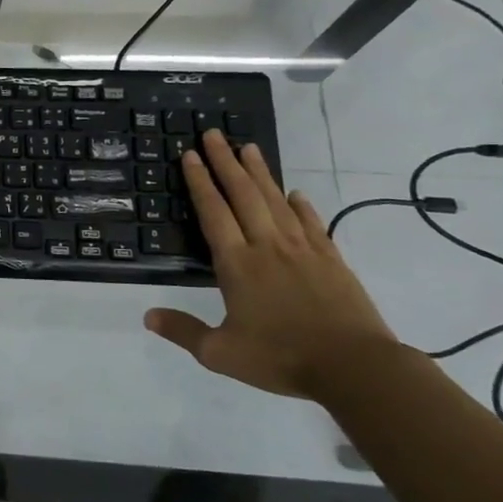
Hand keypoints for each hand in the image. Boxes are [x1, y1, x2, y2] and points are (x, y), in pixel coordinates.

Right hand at [145, 129, 397, 397]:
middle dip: (225, 162)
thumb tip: (147, 316)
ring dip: (259, 173)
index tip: (189, 154)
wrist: (355, 367)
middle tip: (213, 134)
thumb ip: (183, 331)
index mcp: (237, 264)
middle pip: (243, 195)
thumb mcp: (220, 354)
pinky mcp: (331, 260)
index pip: (213, 212)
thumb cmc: (282, 358)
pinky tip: (295, 194)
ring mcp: (303, 250)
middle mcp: (267, 247)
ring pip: (276, 201)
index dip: (200, 182)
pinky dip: (301, 205)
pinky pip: (312, 224)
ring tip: (248, 147)